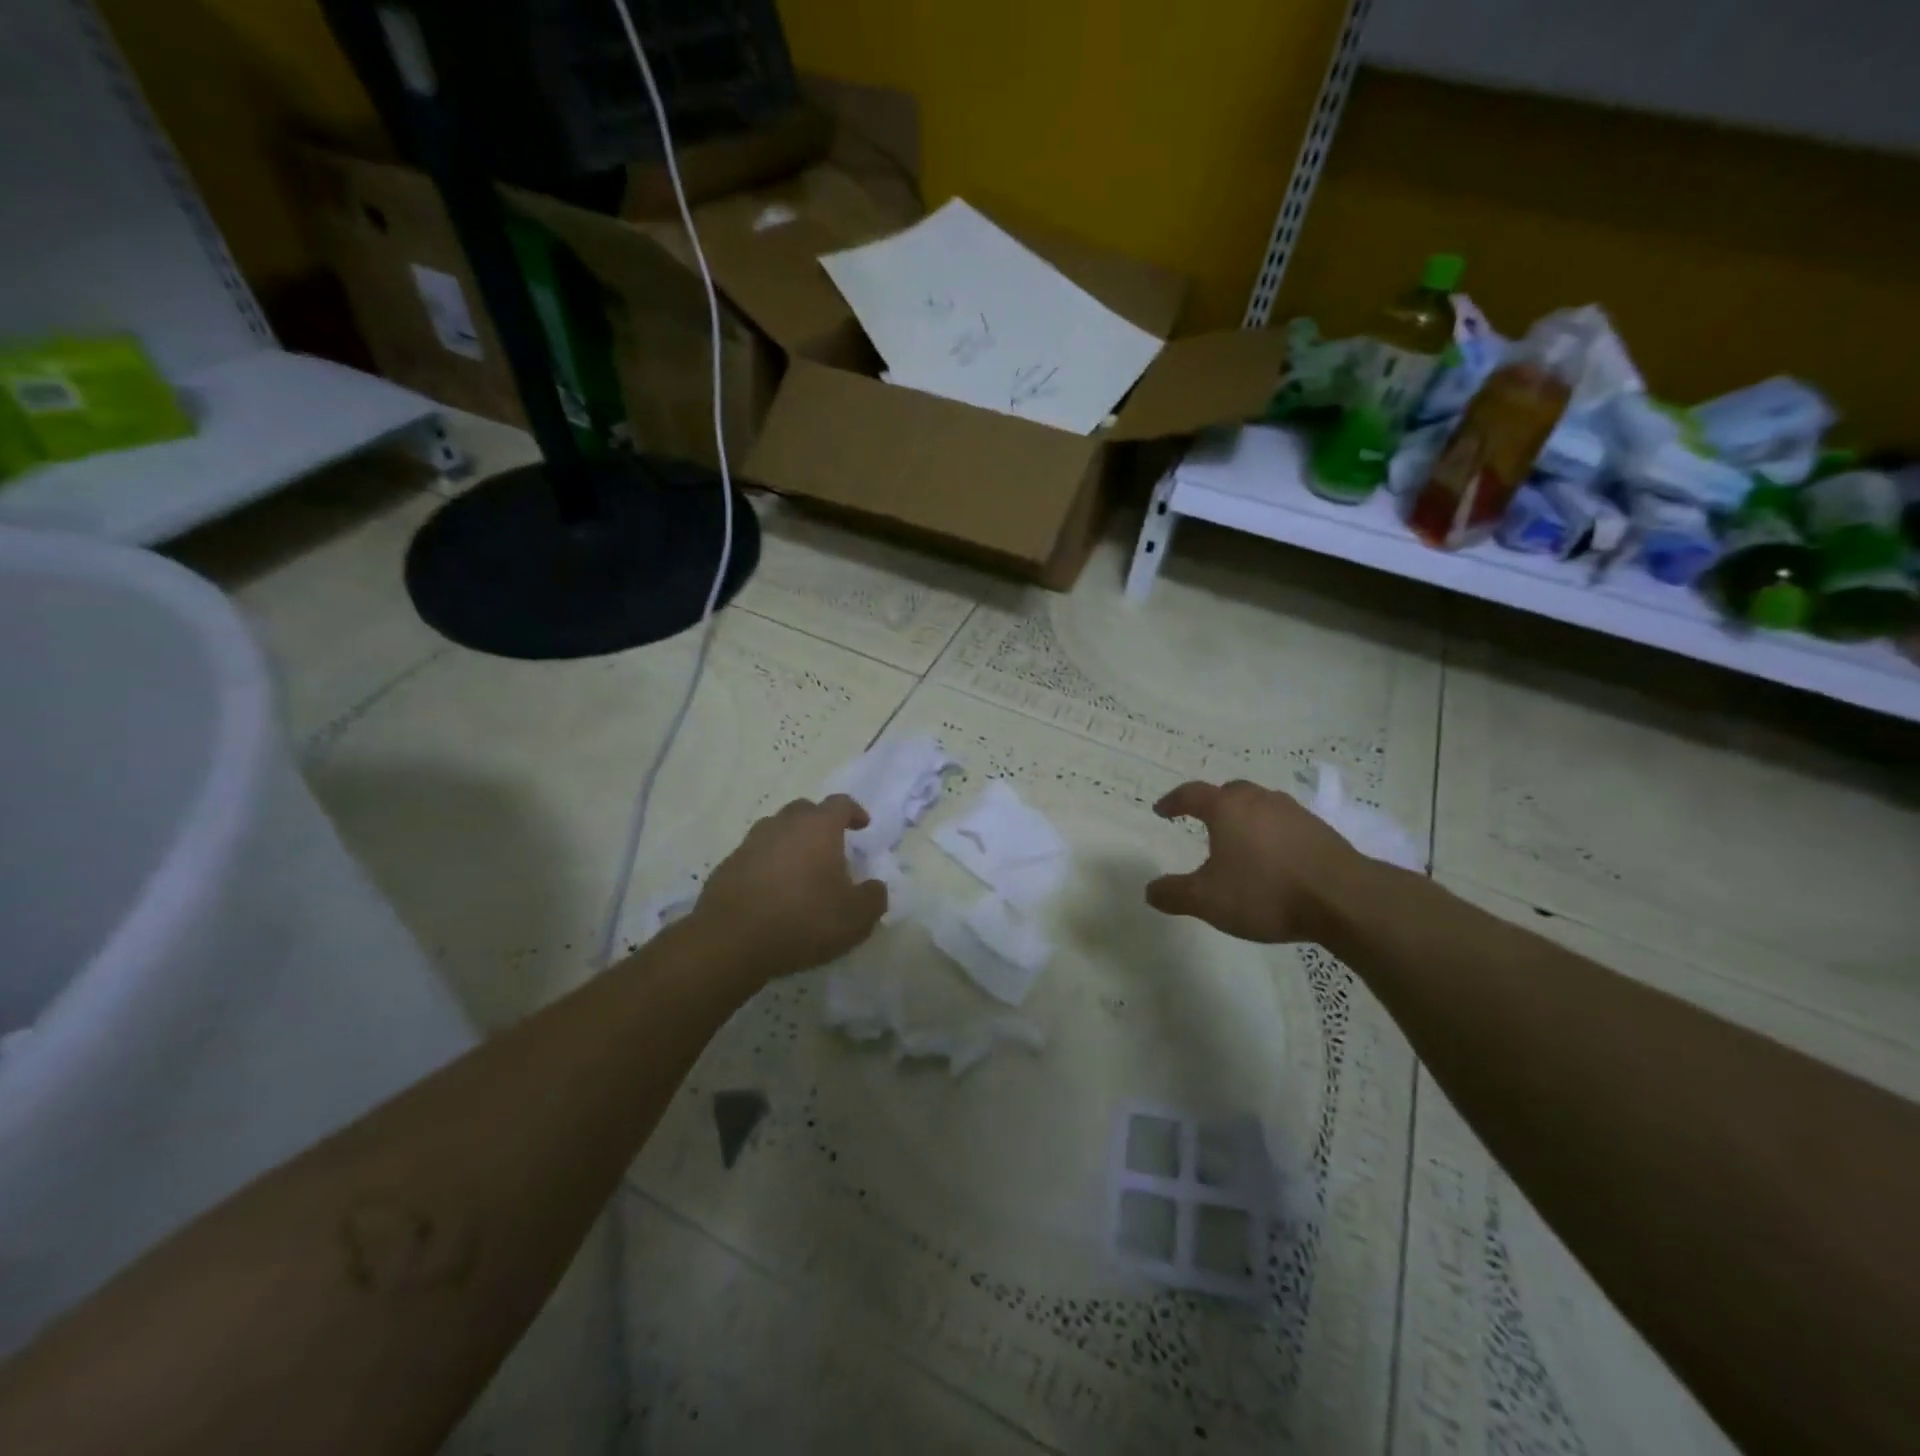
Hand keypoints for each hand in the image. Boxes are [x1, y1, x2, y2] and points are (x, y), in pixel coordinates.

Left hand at [690, 795, 888, 981]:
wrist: (731, 941)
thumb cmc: (803, 920)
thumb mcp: (855, 917)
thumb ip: (874, 897)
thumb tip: (875, 886)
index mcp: (818, 827)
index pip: (840, 804)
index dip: (854, 812)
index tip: (862, 826)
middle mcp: (783, 825)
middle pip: (805, 811)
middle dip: (820, 823)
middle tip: (831, 848)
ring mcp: (751, 843)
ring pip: (776, 831)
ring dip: (791, 843)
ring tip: (801, 871)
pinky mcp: (727, 866)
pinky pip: (755, 856)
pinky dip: (767, 866)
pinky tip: (772, 893)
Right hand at [1144, 779, 1361, 943]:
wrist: (1343, 899)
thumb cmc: (1265, 892)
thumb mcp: (1208, 900)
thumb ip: (1174, 894)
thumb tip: (1150, 890)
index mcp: (1228, 809)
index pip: (1192, 794)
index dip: (1173, 801)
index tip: (1162, 811)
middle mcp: (1260, 800)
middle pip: (1230, 792)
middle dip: (1214, 803)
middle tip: (1204, 820)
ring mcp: (1294, 813)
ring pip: (1262, 805)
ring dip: (1246, 817)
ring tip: (1240, 841)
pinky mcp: (1321, 830)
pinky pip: (1286, 824)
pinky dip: (1273, 833)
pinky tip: (1275, 858)